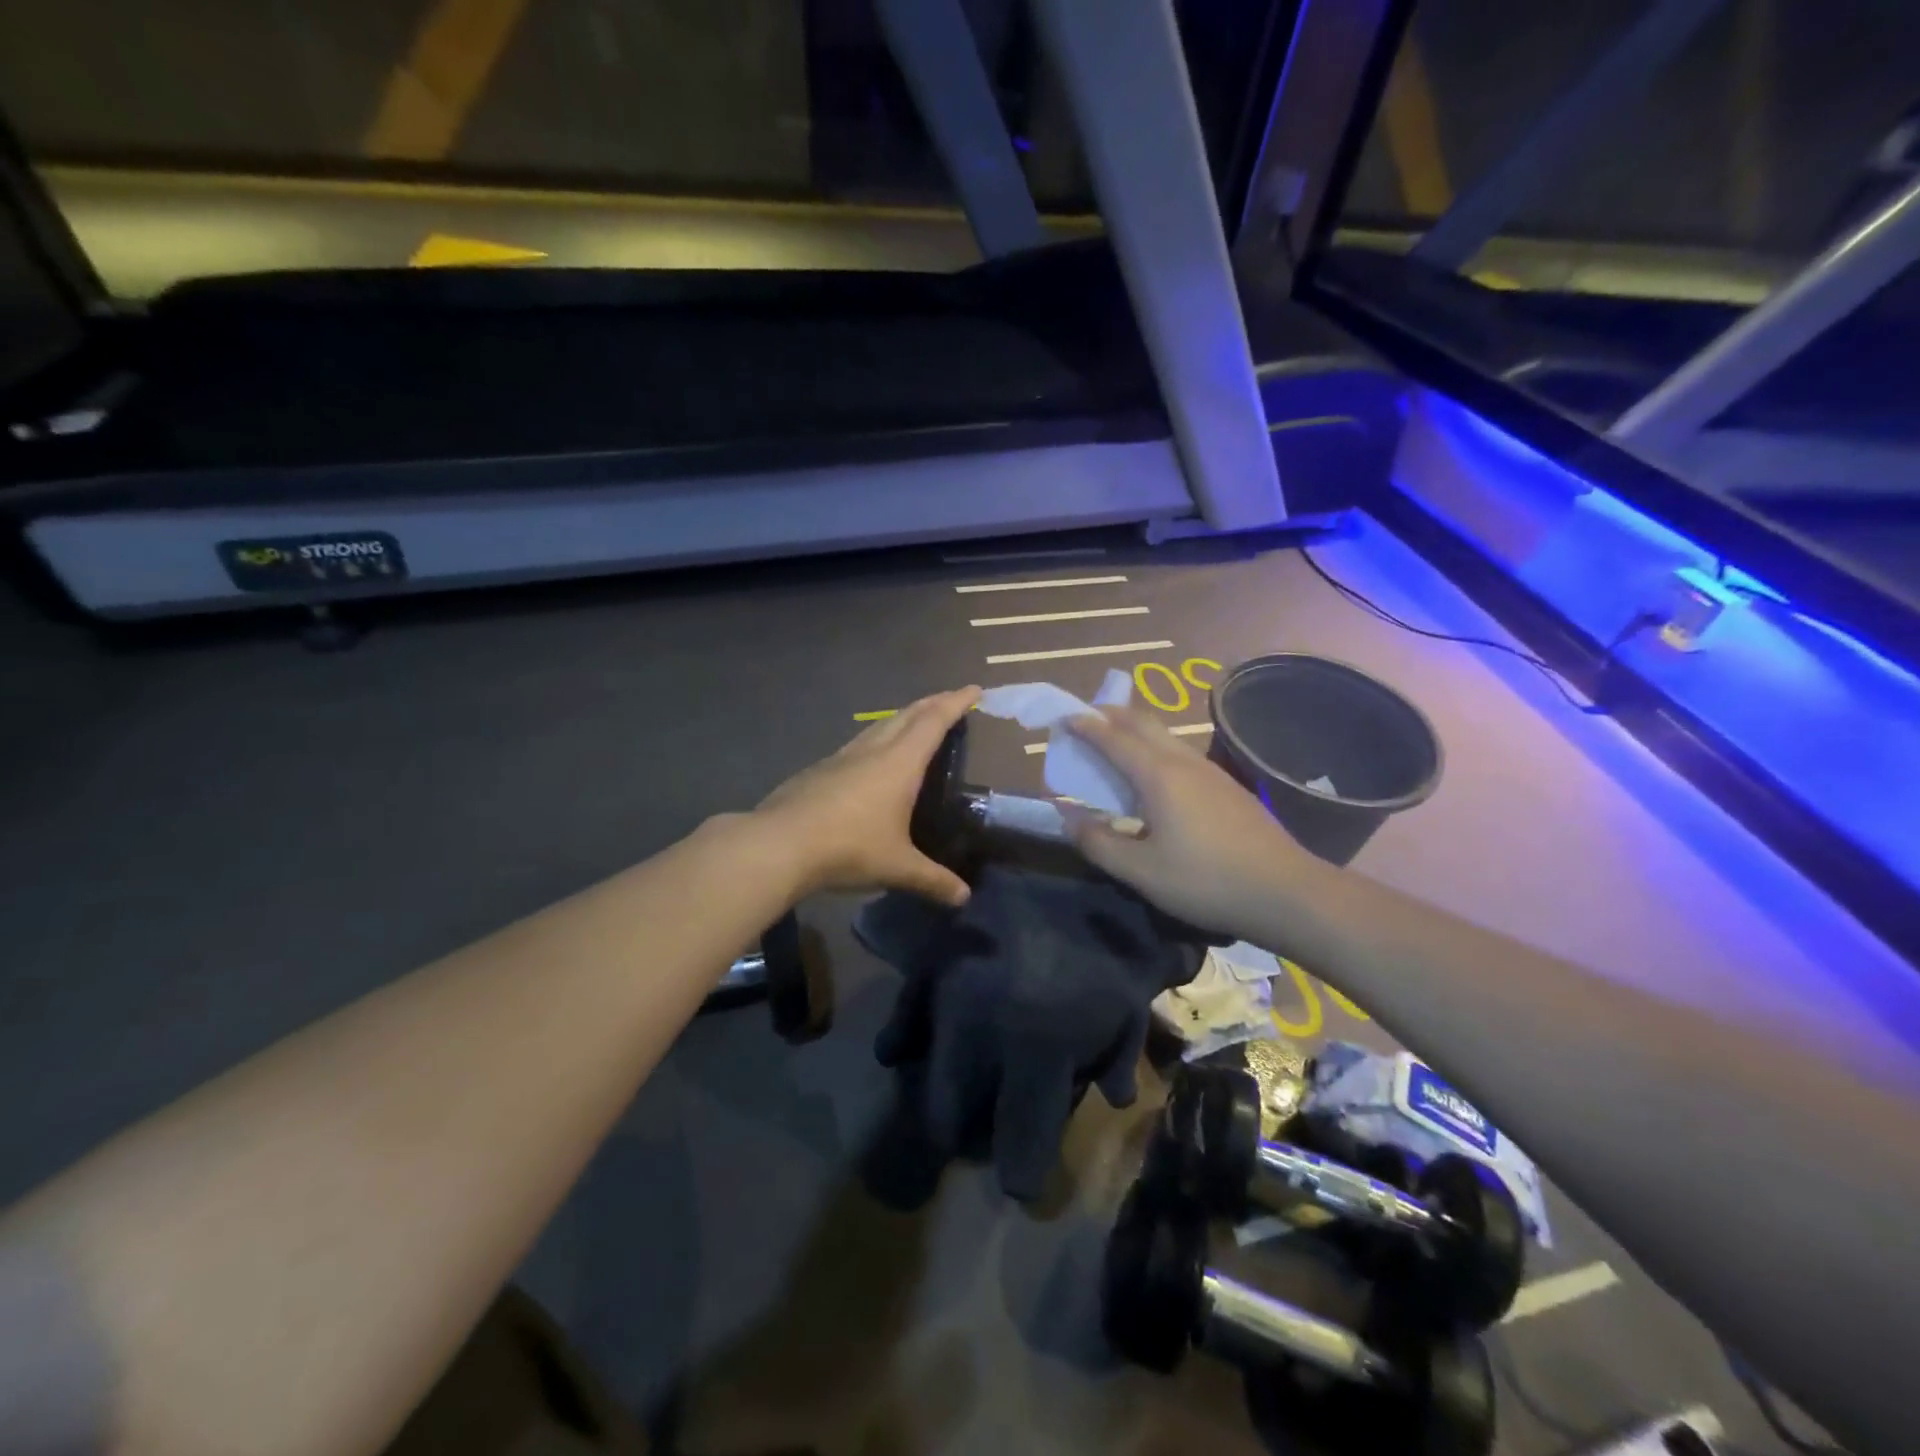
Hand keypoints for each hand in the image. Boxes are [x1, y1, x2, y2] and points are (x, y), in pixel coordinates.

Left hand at [755, 687, 980, 905]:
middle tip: (950, 700)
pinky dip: (877, 740)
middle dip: (932, 703)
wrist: (779, 844)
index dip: (956, 703)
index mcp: (899, 763)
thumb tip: (964, 898)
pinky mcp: (819, 770)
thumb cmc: (848, 848)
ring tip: (915, 724)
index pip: (934, 722)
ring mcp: (841, 757)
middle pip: (907, 715)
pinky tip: (872, 760)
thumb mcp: (897, 867)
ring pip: (879, 726)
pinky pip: (858, 744)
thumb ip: (933, 880)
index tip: (974, 689)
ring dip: (902, 719)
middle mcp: (872, 750)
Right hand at [1061, 706, 1320, 940]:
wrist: (1286, 891)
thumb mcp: (1141, 872)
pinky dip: (1154, 749)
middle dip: (1110, 716)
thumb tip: (1069, 817)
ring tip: (1114, 744)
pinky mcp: (1227, 786)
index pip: (1113, 738)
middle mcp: (1183, 762)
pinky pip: (1180, 753)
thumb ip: (1098, 843)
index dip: (1085, 726)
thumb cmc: (1206, 881)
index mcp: (1158, 776)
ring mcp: (1210, 771)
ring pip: (1164, 736)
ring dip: (1134, 731)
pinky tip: (1154, 778)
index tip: (1063, 718)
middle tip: (1085, 722)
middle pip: (1142, 723)